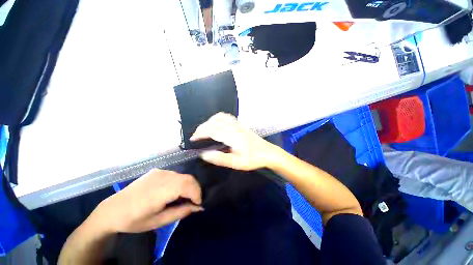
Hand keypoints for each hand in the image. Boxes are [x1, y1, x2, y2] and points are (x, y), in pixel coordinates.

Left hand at [90, 169, 202, 233]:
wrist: (113, 210)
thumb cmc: (134, 220)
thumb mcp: (158, 221)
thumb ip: (181, 212)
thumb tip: (199, 207)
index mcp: (159, 191)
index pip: (187, 185)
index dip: (197, 193)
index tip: (198, 204)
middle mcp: (162, 176)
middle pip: (188, 178)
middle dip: (195, 189)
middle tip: (194, 201)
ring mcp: (160, 171)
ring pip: (183, 175)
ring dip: (189, 186)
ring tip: (185, 197)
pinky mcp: (158, 170)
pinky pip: (176, 175)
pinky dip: (181, 182)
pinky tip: (174, 191)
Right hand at [190, 112, 279, 170]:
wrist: (268, 152)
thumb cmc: (253, 159)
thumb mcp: (237, 163)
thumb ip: (220, 158)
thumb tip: (204, 154)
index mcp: (232, 136)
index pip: (212, 131)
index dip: (200, 133)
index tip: (192, 139)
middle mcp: (233, 127)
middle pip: (214, 122)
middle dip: (202, 127)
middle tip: (195, 136)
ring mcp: (237, 124)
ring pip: (219, 118)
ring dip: (209, 122)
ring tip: (204, 130)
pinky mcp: (240, 125)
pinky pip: (226, 117)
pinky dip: (217, 118)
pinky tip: (217, 124)